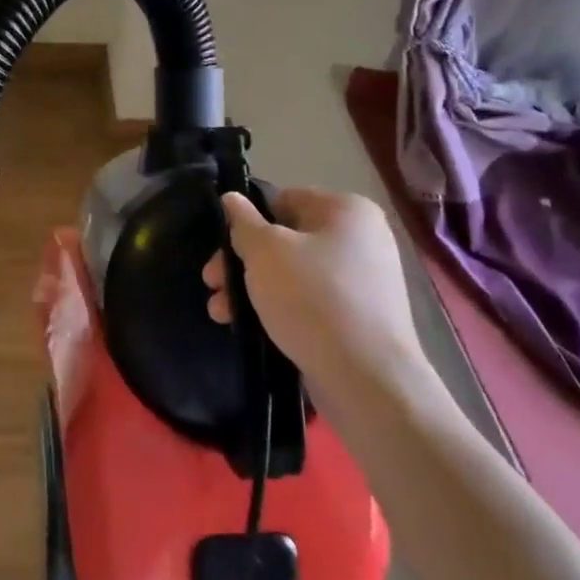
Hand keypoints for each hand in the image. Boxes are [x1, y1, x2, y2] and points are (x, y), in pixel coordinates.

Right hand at [203, 188, 425, 389]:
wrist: (367, 380)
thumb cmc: (312, 299)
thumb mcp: (265, 252)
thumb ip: (243, 223)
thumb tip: (231, 199)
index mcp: (346, 210)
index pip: (283, 200)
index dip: (246, 223)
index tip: (221, 250)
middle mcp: (362, 239)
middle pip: (285, 240)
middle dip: (243, 263)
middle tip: (212, 284)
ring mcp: (364, 281)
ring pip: (293, 273)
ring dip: (254, 289)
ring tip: (221, 312)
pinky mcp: (360, 318)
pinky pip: (311, 302)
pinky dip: (281, 309)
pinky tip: (251, 327)